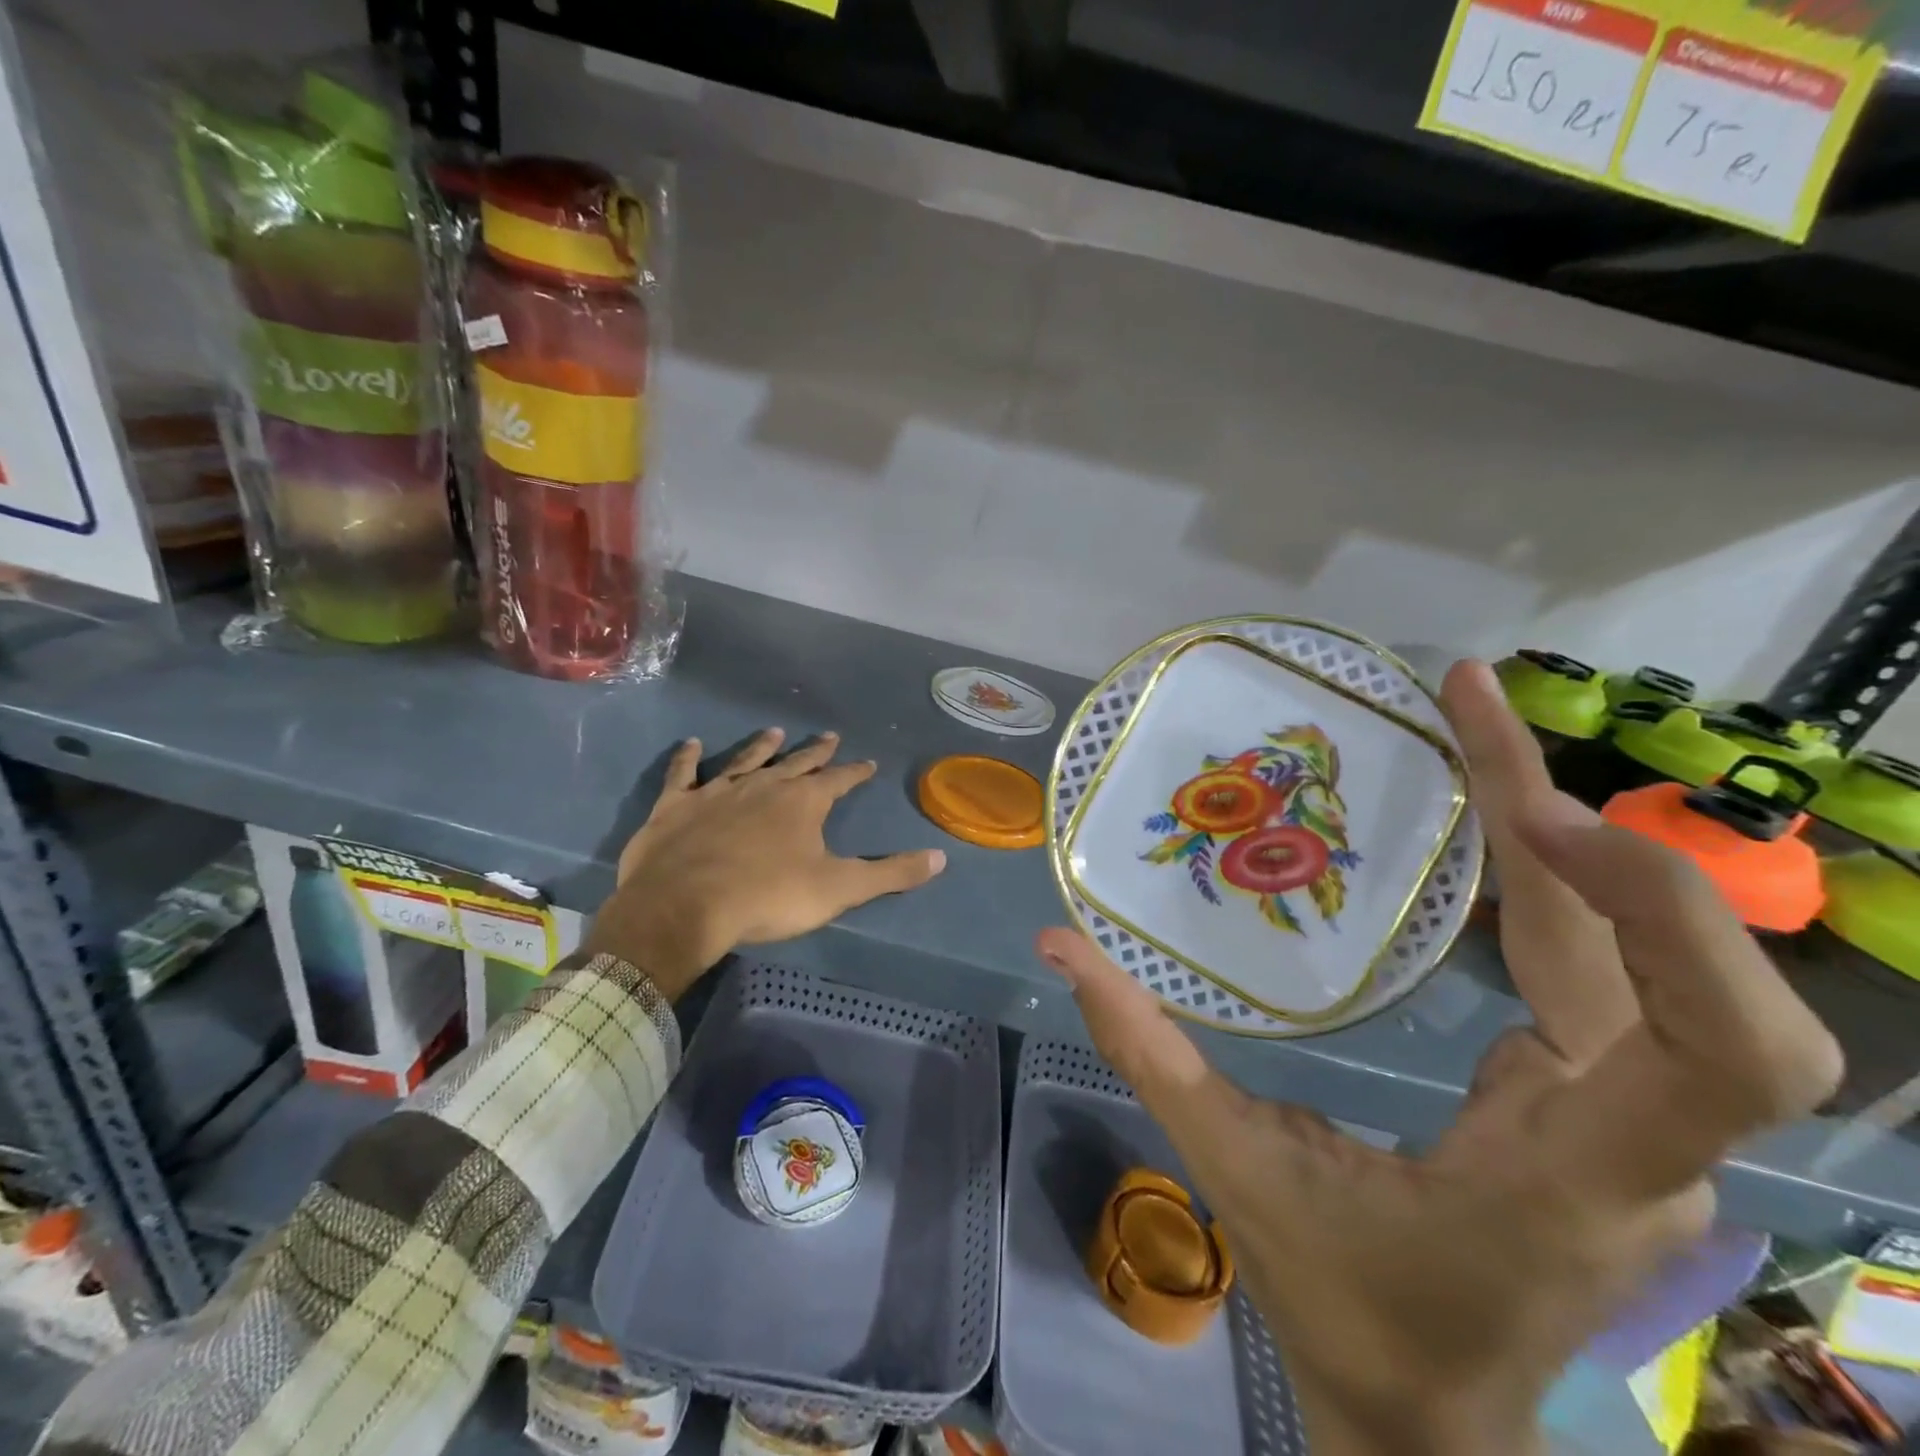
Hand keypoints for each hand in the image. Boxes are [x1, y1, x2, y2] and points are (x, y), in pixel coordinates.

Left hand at [586, 728, 945, 999]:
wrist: (684, 906)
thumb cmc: (768, 896)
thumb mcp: (839, 889)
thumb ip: (890, 874)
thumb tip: (940, 859)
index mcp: (803, 802)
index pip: (839, 780)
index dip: (855, 772)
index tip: (867, 763)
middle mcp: (764, 786)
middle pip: (796, 763)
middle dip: (816, 751)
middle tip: (829, 735)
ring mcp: (717, 791)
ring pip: (745, 760)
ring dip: (761, 746)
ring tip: (774, 731)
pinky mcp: (677, 806)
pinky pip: (684, 774)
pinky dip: (687, 758)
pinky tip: (690, 744)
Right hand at [1038, 660, 1841, 1454]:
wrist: (1427, 1414)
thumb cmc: (1341, 1304)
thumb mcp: (1234, 1170)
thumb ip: (1145, 1051)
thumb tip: (1058, 946)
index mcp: (1572, 1171)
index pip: (1726, 1052)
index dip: (1654, 910)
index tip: (1531, 814)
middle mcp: (1633, 1132)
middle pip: (1679, 962)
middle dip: (1578, 812)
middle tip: (1468, 696)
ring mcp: (1625, 1107)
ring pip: (1638, 945)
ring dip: (1562, 825)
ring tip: (1468, 719)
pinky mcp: (1595, 1085)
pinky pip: (1592, 956)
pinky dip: (1548, 870)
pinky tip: (1488, 812)